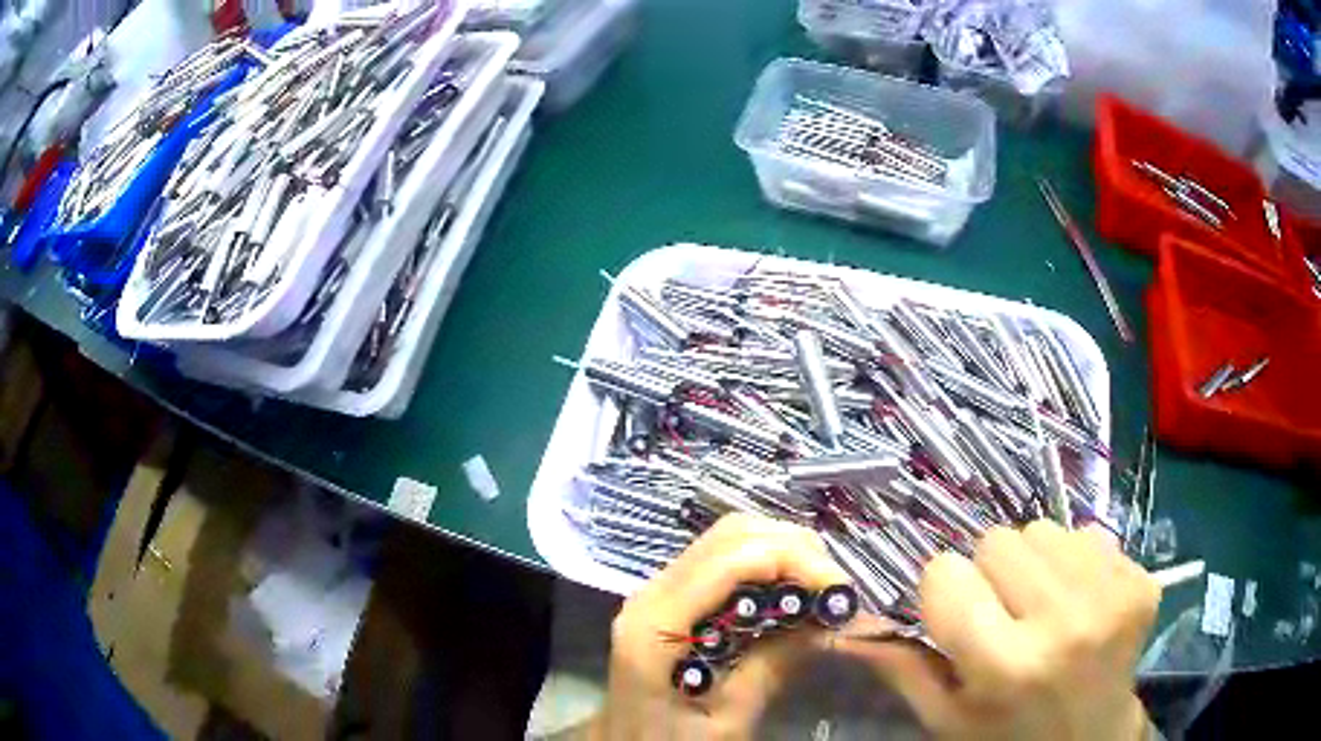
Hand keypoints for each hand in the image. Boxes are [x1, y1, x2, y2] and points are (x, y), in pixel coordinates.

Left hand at [589, 513, 849, 740]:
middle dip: (793, 550)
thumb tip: (826, 619)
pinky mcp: (671, 598)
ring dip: (782, 552)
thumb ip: (770, 668)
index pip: (730, 560)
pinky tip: (791, 591)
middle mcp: (651, 594)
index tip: (841, 589)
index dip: (793, 560)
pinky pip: (723, 560)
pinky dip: (765, 564)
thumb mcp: (726, 721)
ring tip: (821, 588)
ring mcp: (658, 591)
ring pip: (728, 539)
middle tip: (836, 588)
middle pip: (730, 536)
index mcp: (656, 625)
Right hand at [844, 521, 1160, 740]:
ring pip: (1044, 529)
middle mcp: (1063, 623)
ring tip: (1045, 607)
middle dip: (991, 573)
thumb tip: (845, 624)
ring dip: (1035, 563)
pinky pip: (1089, 534)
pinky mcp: (1141, 580)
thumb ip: (902, 669)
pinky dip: (1076, 563)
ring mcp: (1111, 596)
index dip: (945, 592)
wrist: (1092, 739)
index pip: (945, 573)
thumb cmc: (1008, 736)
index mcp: (1005, 666)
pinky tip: (1082, 603)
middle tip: (1006, 614)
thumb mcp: (947, 720)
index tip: (958, 616)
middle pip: (998, 539)